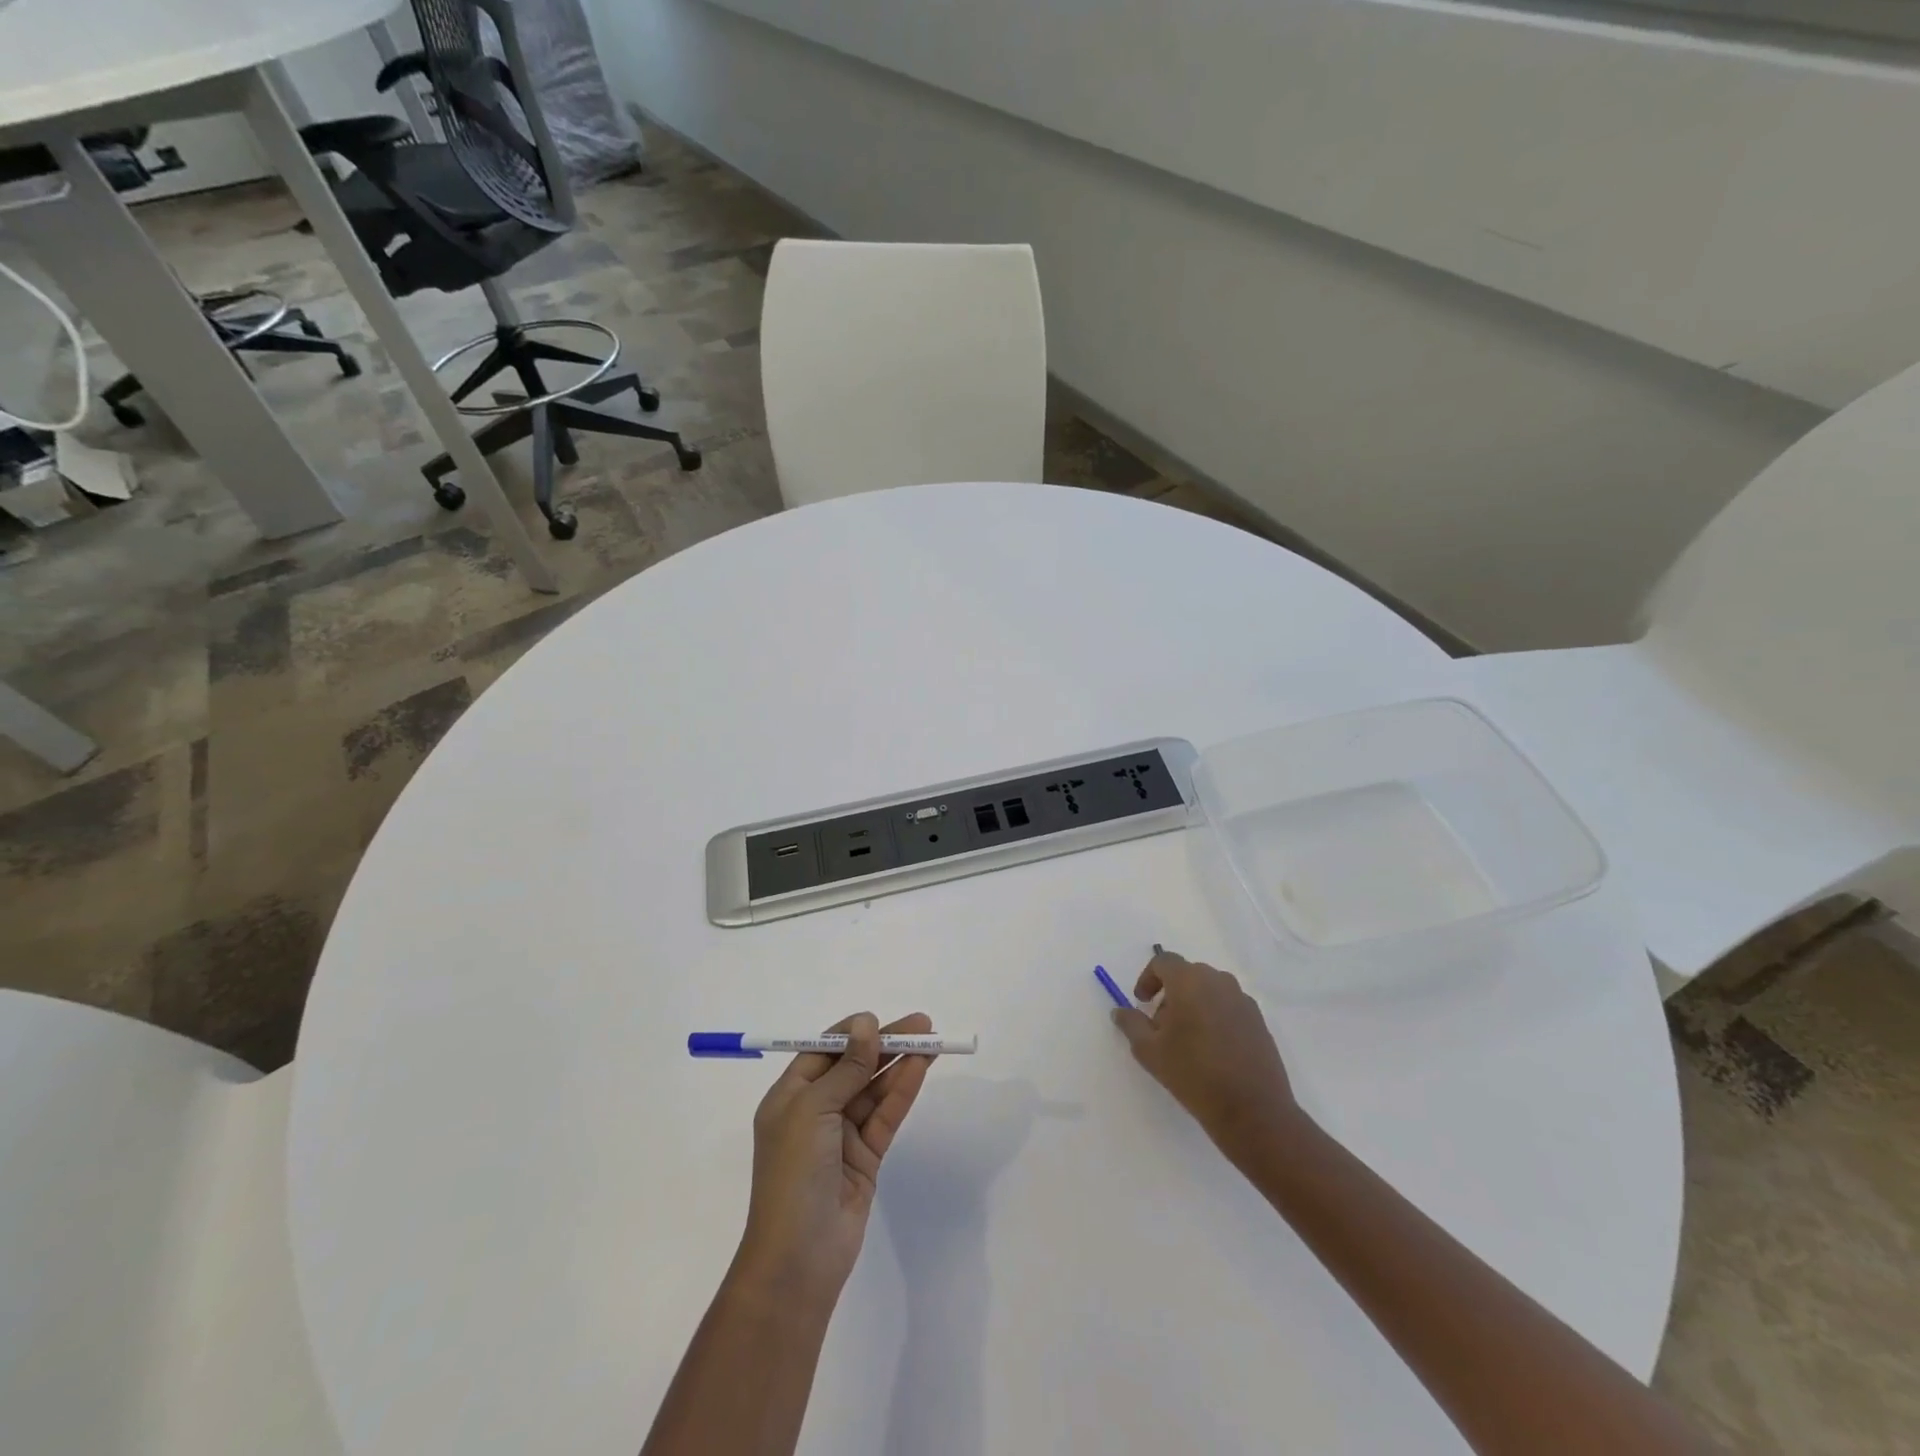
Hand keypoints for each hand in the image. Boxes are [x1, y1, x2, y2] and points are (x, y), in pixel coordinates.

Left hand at [734, 1012, 937, 1310]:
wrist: (798, 1259)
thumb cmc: (793, 1174)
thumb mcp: (813, 1110)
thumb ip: (846, 1067)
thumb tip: (865, 1024)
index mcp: (788, 1097)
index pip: (823, 1052)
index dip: (852, 1032)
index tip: (880, 1018)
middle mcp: (814, 1112)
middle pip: (854, 1067)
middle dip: (885, 1044)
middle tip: (922, 1025)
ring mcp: (840, 1136)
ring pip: (874, 1090)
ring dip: (899, 1064)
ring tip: (930, 1041)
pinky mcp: (865, 1158)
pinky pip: (885, 1116)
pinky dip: (902, 1092)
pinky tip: (920, 1069)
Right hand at [1111, 950, 1299, 1161]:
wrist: (1253, 1111)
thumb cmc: (1194, 1074)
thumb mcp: (1149, 1051)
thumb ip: (1131, 1024)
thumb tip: (1120, 1011)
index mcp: (1190, 981)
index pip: (1163, 962)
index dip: (1147, 978)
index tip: (1141, 1003)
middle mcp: (1219, 982)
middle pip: (1187, 975)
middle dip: (1170, 994)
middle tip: (1161, 1026)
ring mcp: (1243, 1000)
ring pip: (1209, 991)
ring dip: (1193, 1004)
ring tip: (1186, 1040)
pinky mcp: (1259, 1021)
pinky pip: (1228, 1007)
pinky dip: (1214, 1017)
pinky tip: (1212, 1050)